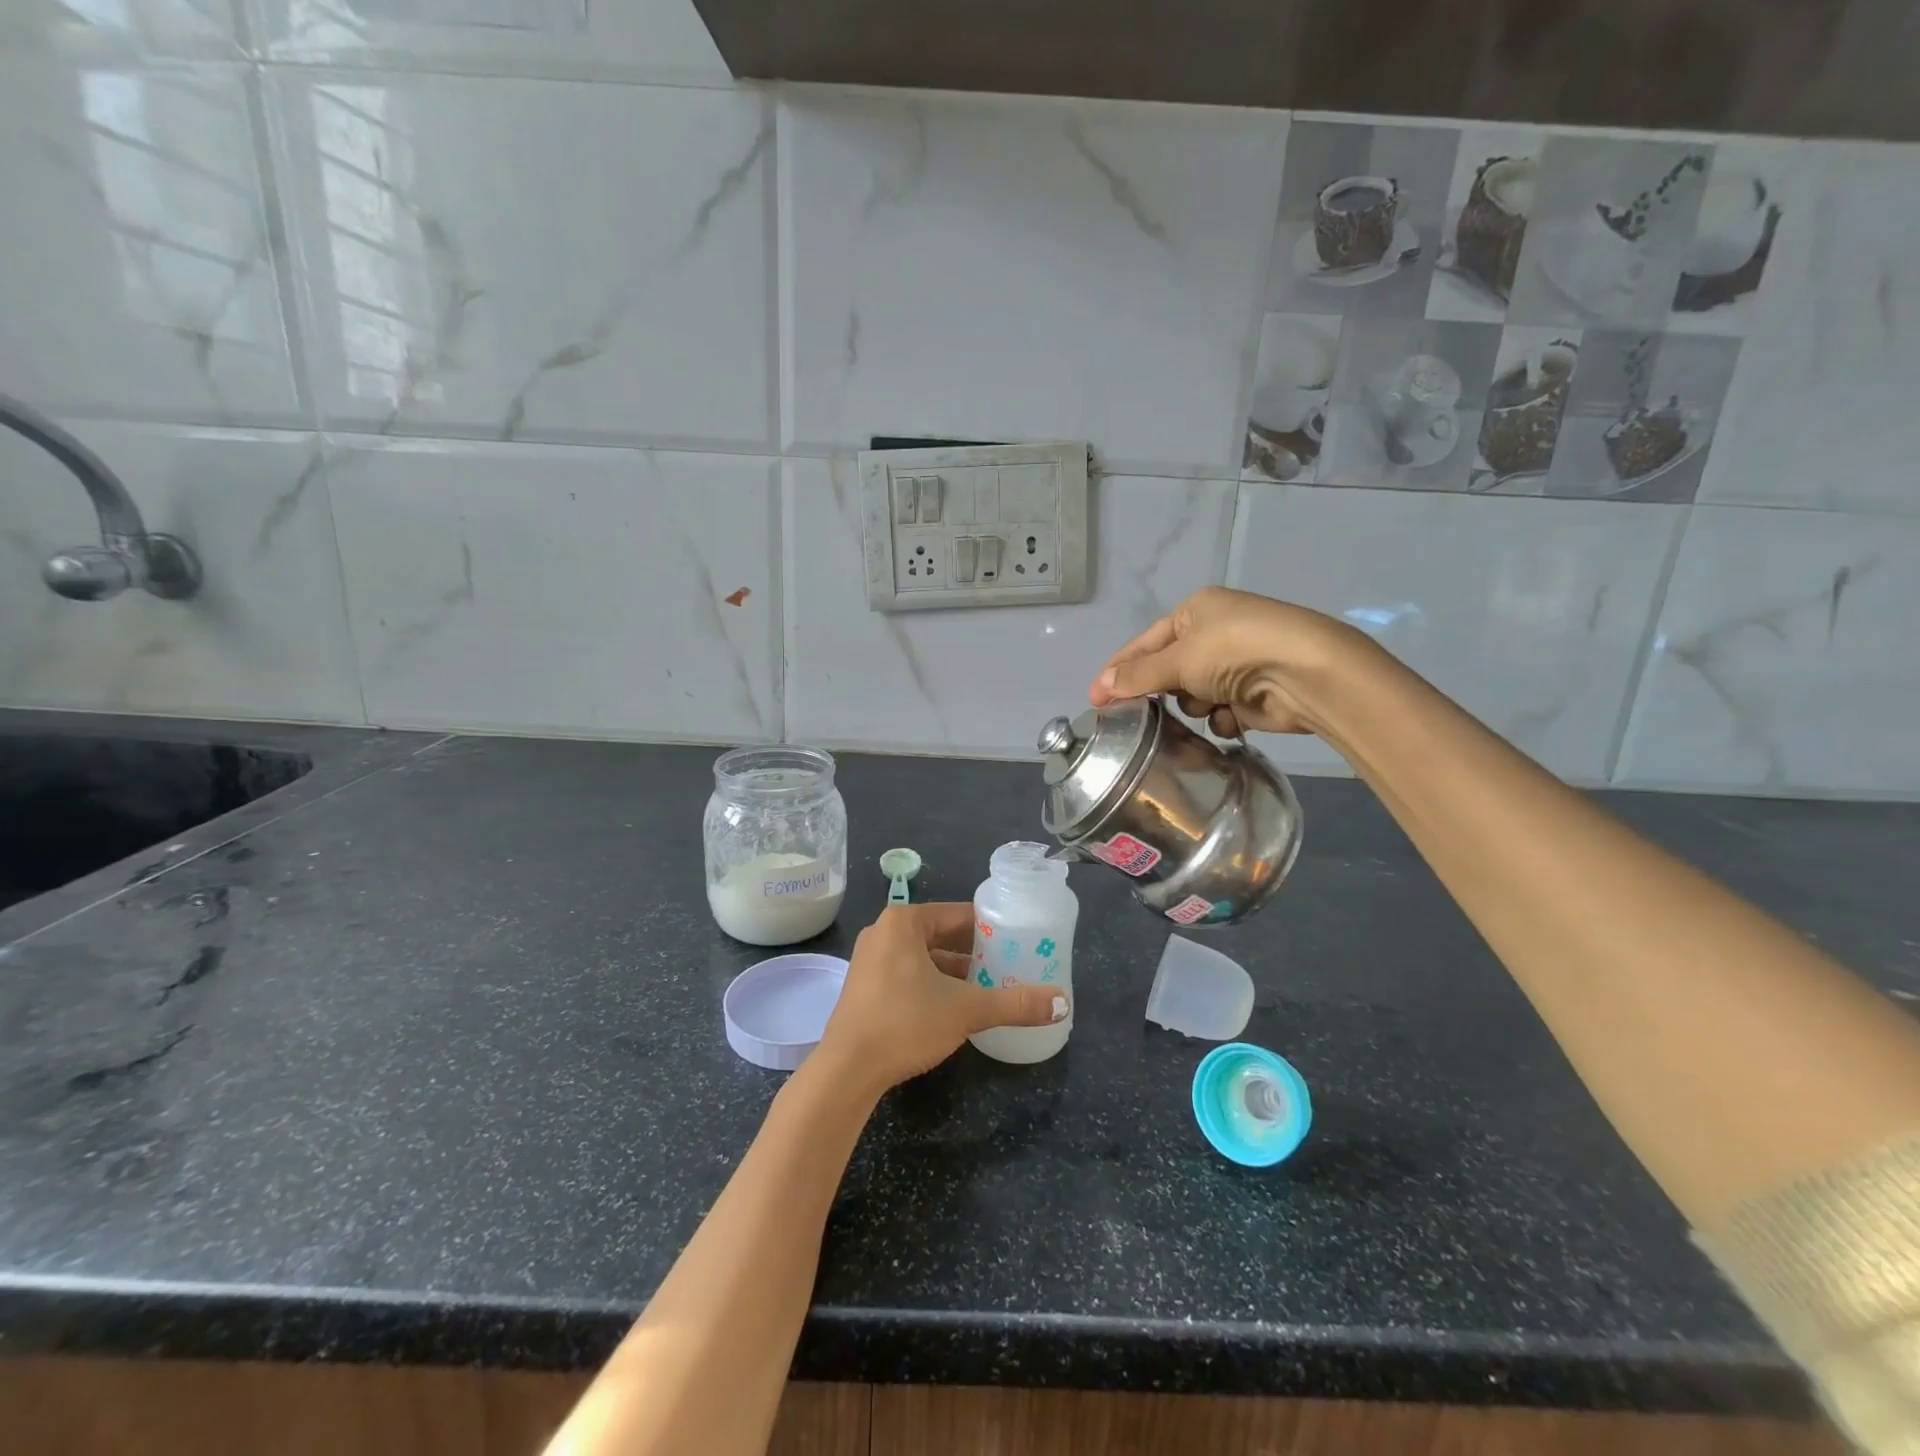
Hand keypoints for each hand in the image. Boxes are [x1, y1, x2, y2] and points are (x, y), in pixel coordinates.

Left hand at [817, 903, 1065, 1092]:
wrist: (847, 1070)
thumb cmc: (905, 1023)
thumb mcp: (966, 1010)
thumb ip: (1014, 1003)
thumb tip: (1063, 1003)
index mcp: (905, 921)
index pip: (959, 914)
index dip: (992, 928)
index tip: (1019, 942)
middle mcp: (885, 931)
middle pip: (942, 934)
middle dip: (975, 951)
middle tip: (1011, 965)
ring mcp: (871, 959)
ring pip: (925, 956)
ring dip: (956, 970)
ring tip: (991, 986)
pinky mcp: (866, 986)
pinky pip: (909, 973)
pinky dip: (934, 983)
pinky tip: (957, 1004)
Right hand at [1090, 586, 1359, 738]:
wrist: (1306, 673)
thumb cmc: (1235, 651)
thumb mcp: (1179, 659)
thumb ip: (1139, 675)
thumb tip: (1102, 687)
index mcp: (1196, 611)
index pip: (1144, 642)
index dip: (1118, 670)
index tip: (1095, 699)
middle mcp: (1215, 632)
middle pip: (1168, 669)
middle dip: (1162, 690)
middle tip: (1141, 715)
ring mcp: (1236, 663)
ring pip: (1192, 693)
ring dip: (1194, 704)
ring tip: (1205, 705)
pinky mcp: (1253, 692)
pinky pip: (1219, 710)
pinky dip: (1221, 716)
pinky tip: (1230, 718)